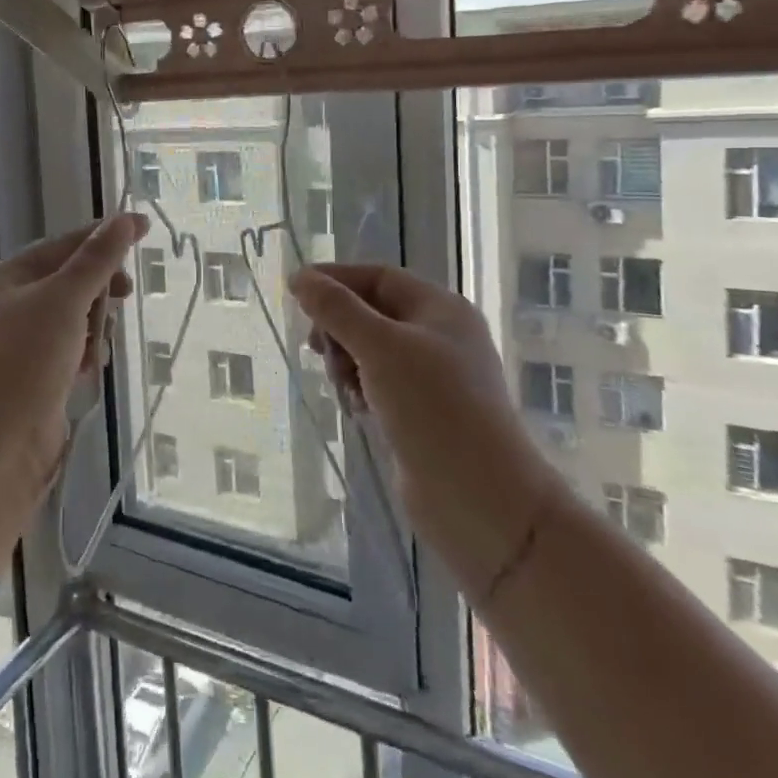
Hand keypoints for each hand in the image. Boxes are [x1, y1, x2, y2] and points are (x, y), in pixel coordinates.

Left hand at [0, 214, 148, 487]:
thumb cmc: (24, 360)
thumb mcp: (64, 300)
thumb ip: (97, 260)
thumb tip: (126, 219)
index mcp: (7, 279)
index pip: (62, 246)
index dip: (102, 236)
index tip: (144, 229)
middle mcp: (10, 307)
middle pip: (69, 282)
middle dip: (98, 291)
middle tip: (124, 296)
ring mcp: (20, 346)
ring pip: (73, 320)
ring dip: (93, 328)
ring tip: (94, 348)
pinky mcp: (34, 380)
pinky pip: (70, 352)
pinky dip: (84, 356)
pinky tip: (89, 370)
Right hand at [291, 264, 561, 594]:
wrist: (482, 501)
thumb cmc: (434, 409)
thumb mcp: (380, 348)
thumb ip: (336, 309)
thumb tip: (300, 277)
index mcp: (440, 309)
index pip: (378, 277)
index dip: (335, 279)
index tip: (295, 293)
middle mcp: (439, 336)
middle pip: (372, 312)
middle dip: (339, 326)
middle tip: (316, 349)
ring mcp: (432, 377)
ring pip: (371, 351)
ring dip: (346, 361)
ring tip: (343, 387)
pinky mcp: (422, 413)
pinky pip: (378, 384)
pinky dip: (360, 389)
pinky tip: (356, 409)